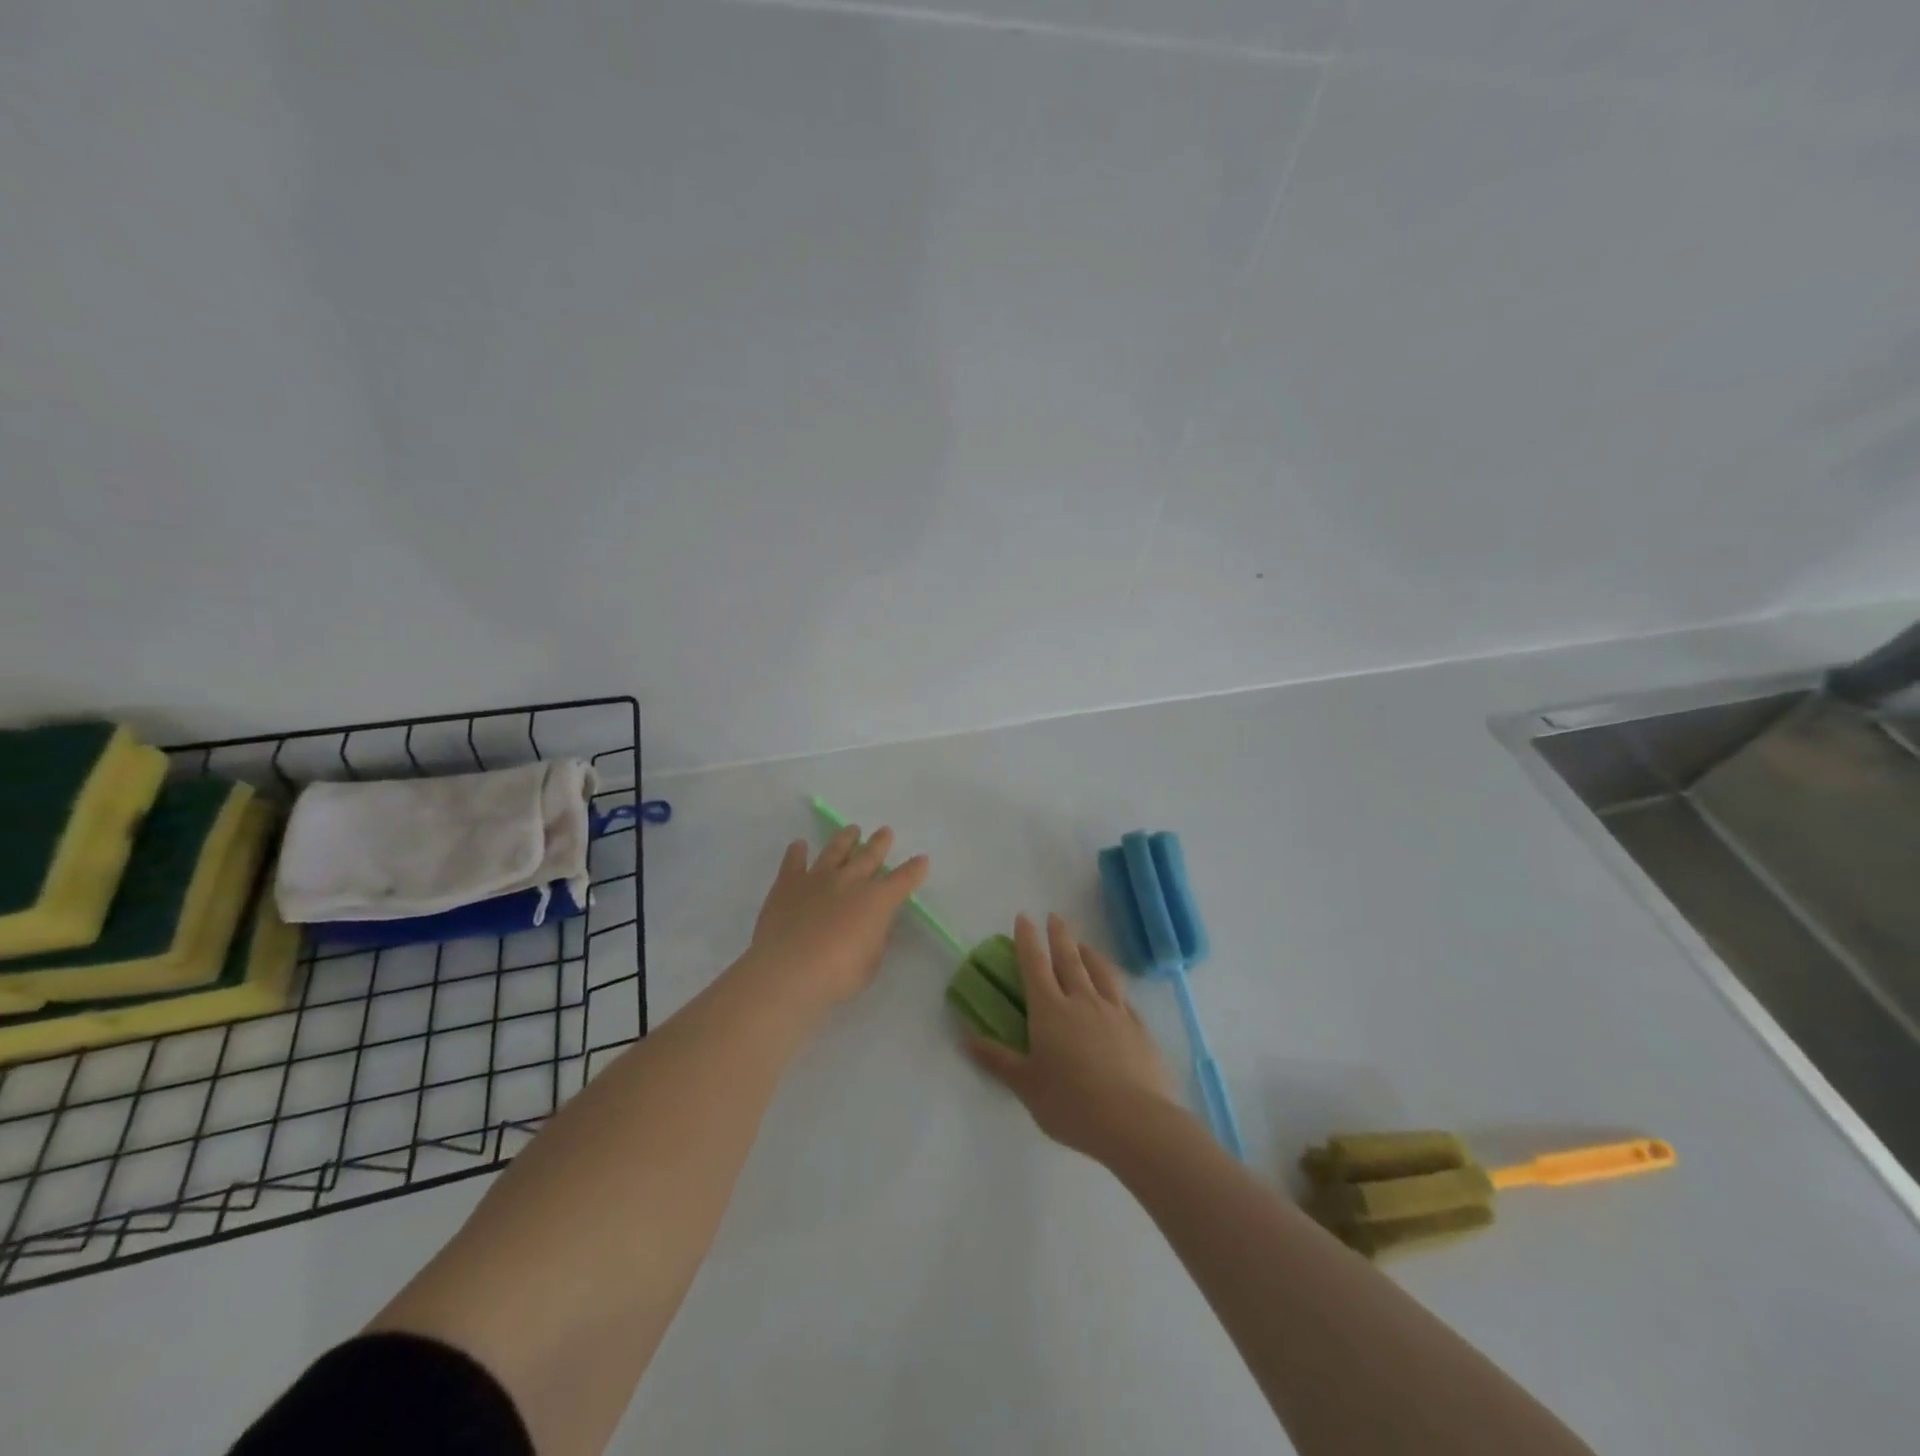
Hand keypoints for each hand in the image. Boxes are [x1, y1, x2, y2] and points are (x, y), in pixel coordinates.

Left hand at [747, 824, 929, 1009]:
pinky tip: (799, 844)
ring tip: (852, 830)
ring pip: (835, 850)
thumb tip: (876, 924)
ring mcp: (817, 878)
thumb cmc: (838, 975)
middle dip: (880, 843)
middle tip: (885, 831)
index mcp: (877, 900)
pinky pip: (794, 862)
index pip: (903, 879)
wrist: (788, 971)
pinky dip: (797, 852)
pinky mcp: (788, 884)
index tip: (921, 860)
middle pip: (869, 855)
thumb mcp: (871, 963)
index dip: (914, 869)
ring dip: (845, 839)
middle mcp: (850, 881)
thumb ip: (876, 940)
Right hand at [967, 912, 1184, 1162]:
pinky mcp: (1140, 1029)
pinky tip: (1116, 991)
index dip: (1027, 939)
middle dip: (1060, 936)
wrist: (1135, 1121)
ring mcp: (1115, 1012)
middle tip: (1055, 916)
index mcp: (1050, 1010)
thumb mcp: (1027, 1086)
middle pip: (1069, 959)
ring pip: (1100, 972)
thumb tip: (968, 1039)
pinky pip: (1124, 997)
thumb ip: (999, 1060)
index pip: (1034, 964)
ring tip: (1084, 945)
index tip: (1024, 917)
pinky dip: (1114, 986)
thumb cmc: (1071, 1104)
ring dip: (1090, 953)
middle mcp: (1082, 1001)